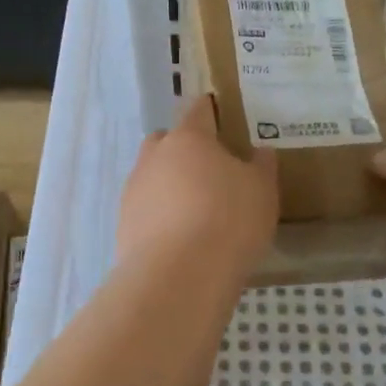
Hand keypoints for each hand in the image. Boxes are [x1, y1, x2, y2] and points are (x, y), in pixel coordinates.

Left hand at [117, 96, 277, 282]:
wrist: (178, 276)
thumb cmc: (228, 220)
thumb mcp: (262, 191)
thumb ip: (261, 166)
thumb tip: (260, 152)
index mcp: (188, 138)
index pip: (197, 110)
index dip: (209, 110)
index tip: (219, 114)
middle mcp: (154, 156)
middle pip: (166, 140)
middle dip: (184, 149)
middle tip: (209, 169)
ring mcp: (134, 189)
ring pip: (152, 175)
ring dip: (169, 184)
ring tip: (195, 209)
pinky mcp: (124, 223)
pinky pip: (145, 208)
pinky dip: (160, 215)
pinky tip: (179, 236)